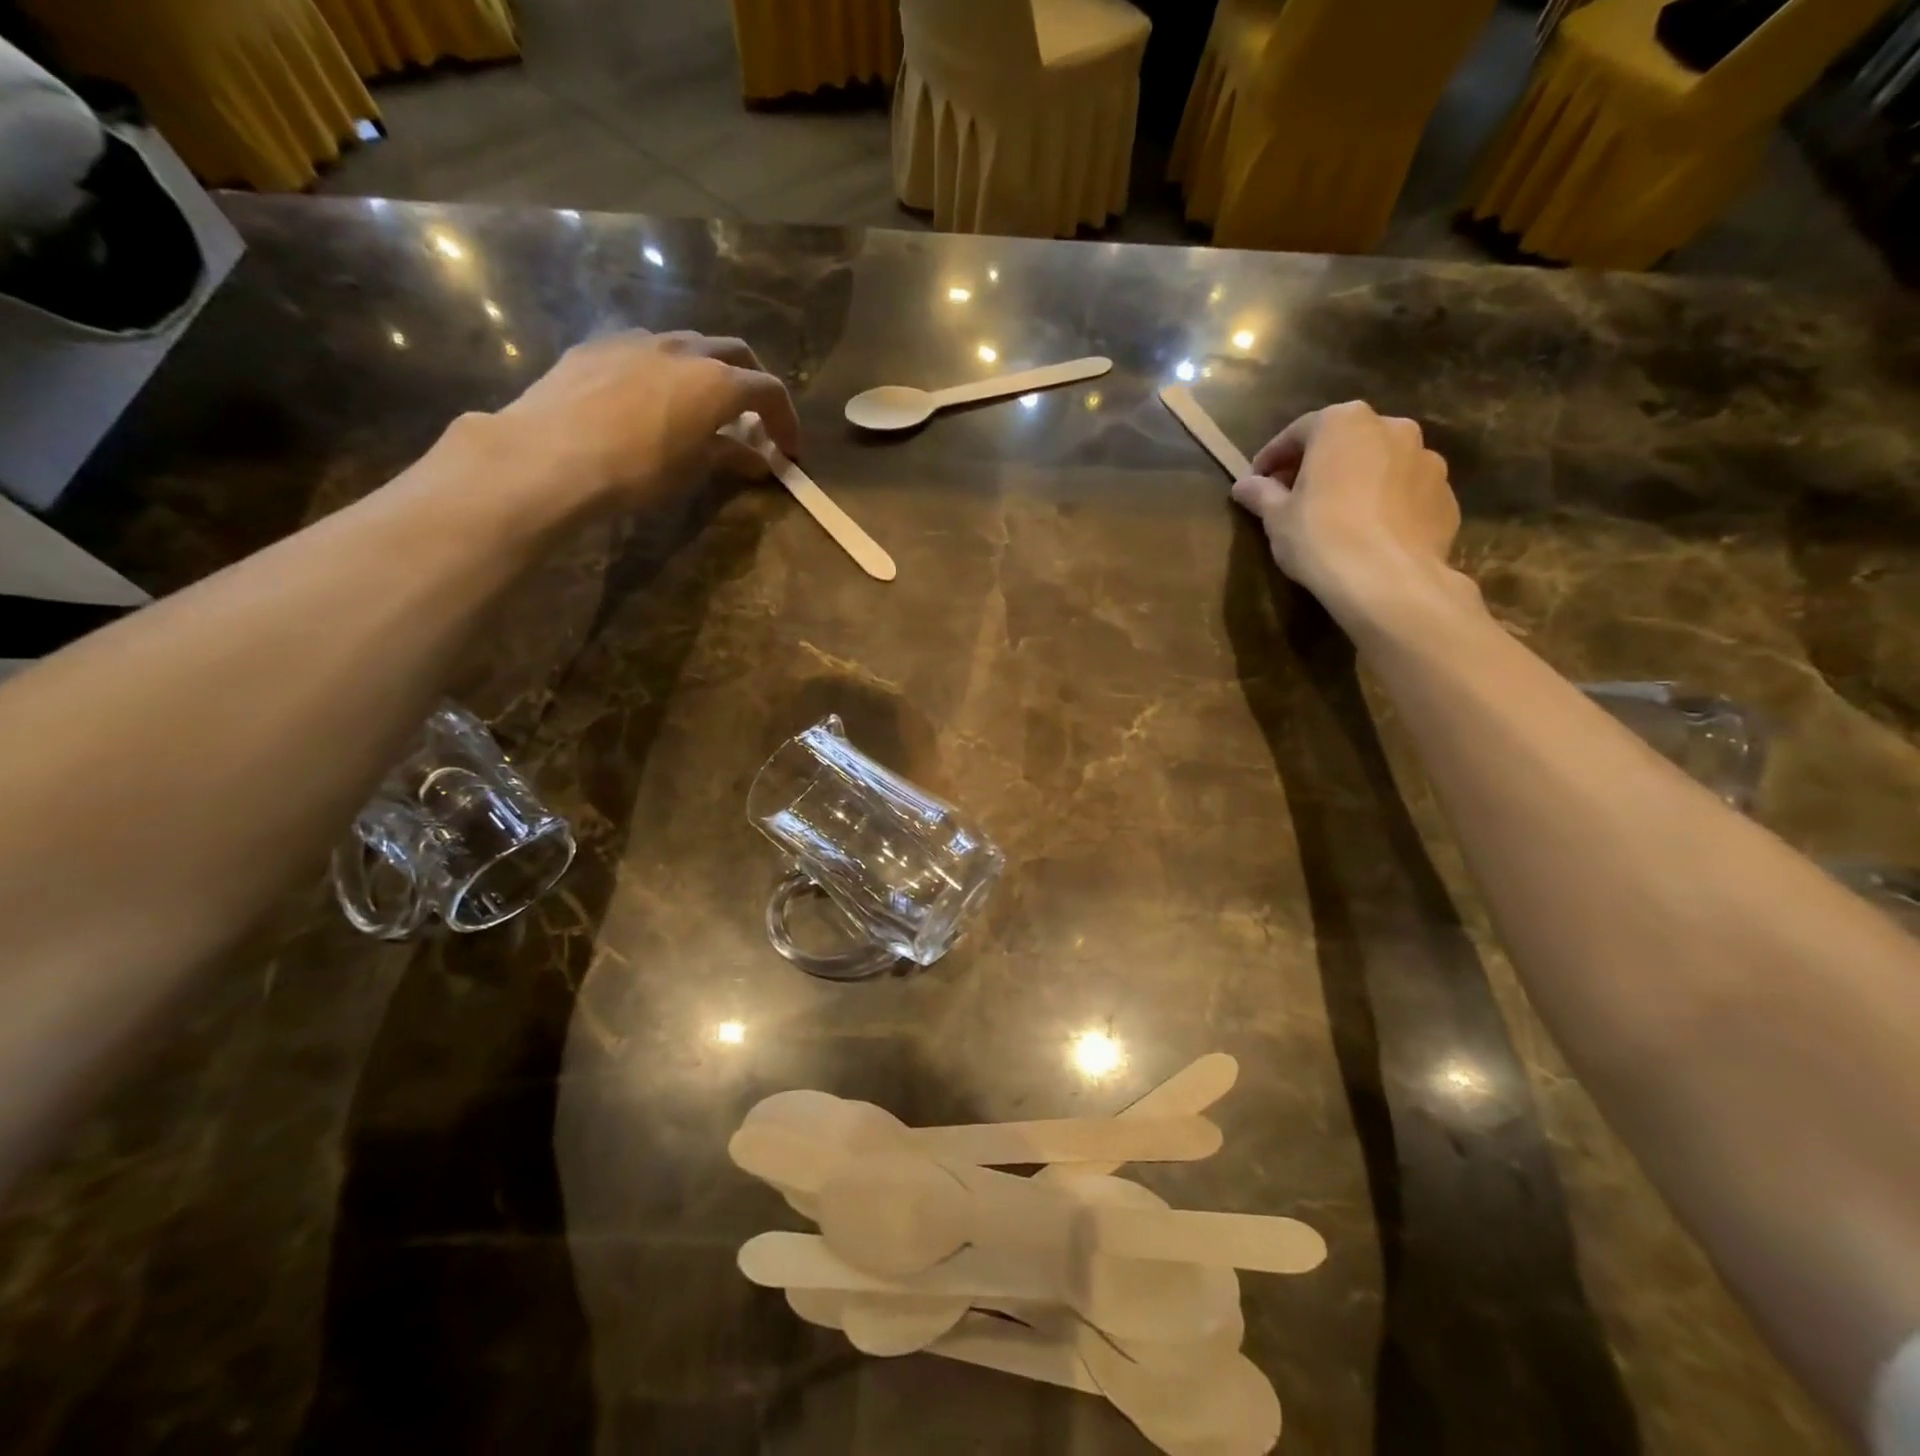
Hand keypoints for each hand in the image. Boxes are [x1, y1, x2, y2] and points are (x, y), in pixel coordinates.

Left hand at [492, 329, 801, 511]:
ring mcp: (637, 339)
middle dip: (752, 384)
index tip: (787, 450)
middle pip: (734, 354)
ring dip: (707, 371)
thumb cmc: (636, 470)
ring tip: (700, 406)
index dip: (785, 420)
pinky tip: (649, 398)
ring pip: (689, 344)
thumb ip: (730, 457)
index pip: (769, 391)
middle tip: (752, 418)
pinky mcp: (598, 344)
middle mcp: (683, 349)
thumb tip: (758, 459)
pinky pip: (645, 349)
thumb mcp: (693, 470)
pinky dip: (664, 369)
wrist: (550, 455)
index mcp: (716, 381)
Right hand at [1230, 401, 1465, 624]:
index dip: (1272, 458)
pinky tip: (1369, 531)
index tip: (1256, 481)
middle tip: (1295, 495)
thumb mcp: (1277, 517)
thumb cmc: (1321, 537)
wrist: (1388, 580)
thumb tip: (1243, 485)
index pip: (1298, 432)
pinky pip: (1406, 492)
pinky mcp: (1445, 495)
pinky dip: (1386, 503)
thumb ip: (1261, 494)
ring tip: (1337, 514)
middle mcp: (1392, 427)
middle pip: (1344, 441)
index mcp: (1343, 423)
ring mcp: (1427, 459)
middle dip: (1318, 464)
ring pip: (1380, 464)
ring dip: (1356, 480)